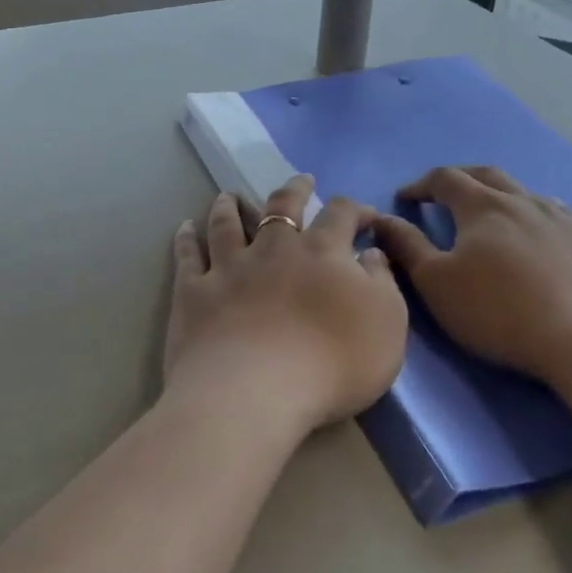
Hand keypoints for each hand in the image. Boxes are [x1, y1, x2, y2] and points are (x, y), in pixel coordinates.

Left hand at [166, 175, 407, 439]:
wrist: (254, 391)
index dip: (355, 210)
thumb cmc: (331, 363)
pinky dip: (186, 238)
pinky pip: (187, 256)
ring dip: (230, 206)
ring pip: (227, 223)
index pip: (341, 214)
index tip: (365, 216)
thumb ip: (382, 284)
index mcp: (321, 252)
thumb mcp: (386, 326)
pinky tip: (185, 228)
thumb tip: (371, 253)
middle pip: (282, 206)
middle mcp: (273, 248)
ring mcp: (229, 267)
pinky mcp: (194, 291)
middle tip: (301, 181)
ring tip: (228, 196)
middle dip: (295, 190)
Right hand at [370, 166, 571, 384]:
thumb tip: (381, 218)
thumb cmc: (500, 312)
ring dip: (501, 195)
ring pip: (526, 193)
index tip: (406, 198)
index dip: (421, 185)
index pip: (445, 179)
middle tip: (444, 193)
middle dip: (460, 179)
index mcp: (483, 206)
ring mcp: (565, 219)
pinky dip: (536, 217)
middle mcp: (524, 200)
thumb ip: (406, 246)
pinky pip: (559, 216)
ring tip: (492, 213)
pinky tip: (540, 238)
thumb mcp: (437, 283)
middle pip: (486, 175)